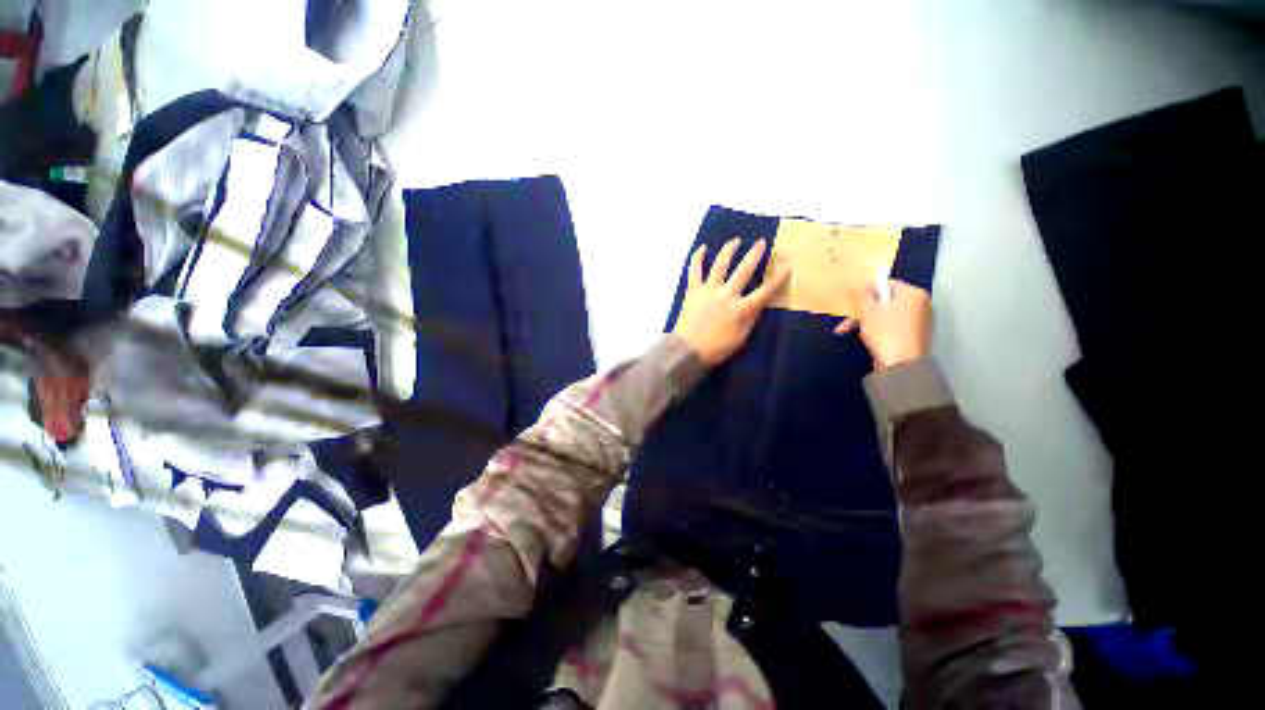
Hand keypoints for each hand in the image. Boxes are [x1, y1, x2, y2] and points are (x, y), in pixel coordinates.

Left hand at [673, 238, 787, 365]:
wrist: (688, 349)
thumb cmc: (717, 348)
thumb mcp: (741, 337)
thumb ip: (750, 318)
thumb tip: (759, 303)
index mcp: (742, 309)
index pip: (766, 290)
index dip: (778, 277)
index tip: (786, 265)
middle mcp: (727, 295)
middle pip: (744, 270)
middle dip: (755, 254)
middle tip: (761, 242)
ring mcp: (709, 290)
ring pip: (720, 264)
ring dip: (729, 250)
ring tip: (735, 240)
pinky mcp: (693, 290)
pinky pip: (695, 270)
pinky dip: (698, 257)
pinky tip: (702, 248)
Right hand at [835, 279, 931, 370]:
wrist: (902, 365)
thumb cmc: (886, 332)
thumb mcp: (869, 311)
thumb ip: (862, 294)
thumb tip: (857, 281)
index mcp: (913, 294)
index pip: (886, 284)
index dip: (866, 291)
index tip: (850, 301)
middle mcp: (920, 304)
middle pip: (885, 302)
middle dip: (863, 311)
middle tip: (846, 323)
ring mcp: (918, 321)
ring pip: (886, 315)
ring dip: (867, 322)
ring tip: (855, 334)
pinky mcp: (914, 336)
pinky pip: (892, 326)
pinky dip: (878, 330)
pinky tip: (868, 340)